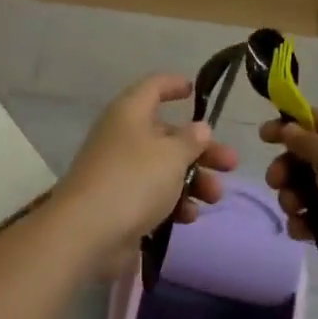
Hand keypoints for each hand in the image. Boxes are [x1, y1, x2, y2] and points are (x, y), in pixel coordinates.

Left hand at [55, 74, 238, 271]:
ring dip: (193, 180)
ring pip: (164, 168)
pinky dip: (173, 203)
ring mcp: (119, 171)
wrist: (87, 233)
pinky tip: (189, 217)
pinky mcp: (120, 203)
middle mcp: (122, 137)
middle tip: (230, 164)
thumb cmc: (133, 180)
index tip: (194, 90)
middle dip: (201, 149)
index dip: (173, 85)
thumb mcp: (171, 156)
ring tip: (214, 197)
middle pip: (167, 134)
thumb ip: (191, 140)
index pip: (152, 87)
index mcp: (129, 113)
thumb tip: (199, 128)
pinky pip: (153, 195)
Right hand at [259, 109, 317, 286]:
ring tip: (295, 209)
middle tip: (276, 182)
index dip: (285, 126)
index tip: (262, 138)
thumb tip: (288, 128)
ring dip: (292, 199)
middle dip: (284, 170)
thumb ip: (302, 140)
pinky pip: (316, 219)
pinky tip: (303, 232)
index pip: (311, 119)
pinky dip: (305, 224)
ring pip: (306, 190)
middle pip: (303, 158)